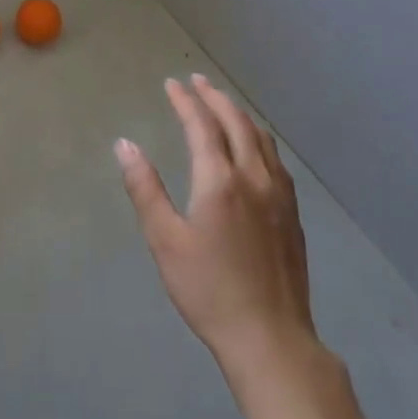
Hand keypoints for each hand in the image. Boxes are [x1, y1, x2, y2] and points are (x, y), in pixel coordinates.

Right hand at [117, 76, 322, 378]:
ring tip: (223, 103)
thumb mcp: (165, 240)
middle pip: (237, 123)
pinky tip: (254, 147)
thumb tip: (125, 145)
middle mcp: (254, 177)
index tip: (172, 84)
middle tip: (197, 81)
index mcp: (220, 181)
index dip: (186, 101)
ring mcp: (280, 195)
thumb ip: (145, 188)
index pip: (202, 126)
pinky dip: (258, 138)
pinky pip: (276, 159)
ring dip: (239, 114)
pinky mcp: (292, 214)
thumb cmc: (208, 289)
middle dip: (215, 97)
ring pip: (261, 139)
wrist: (270, 337)